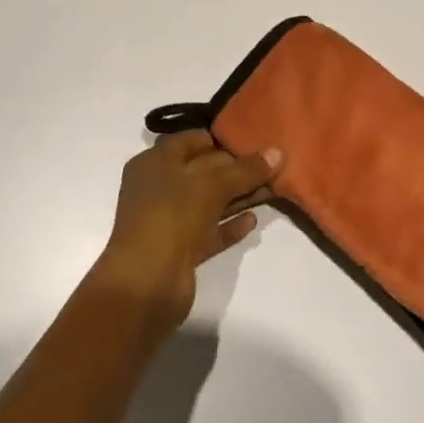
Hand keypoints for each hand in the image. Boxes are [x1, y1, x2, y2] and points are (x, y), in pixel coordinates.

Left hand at [93, 131, 280, 331]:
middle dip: (235, 169)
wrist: (146, 283)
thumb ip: (246, 169)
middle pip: (202, 171)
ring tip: (272, 190)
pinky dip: (229, 225)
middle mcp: (158, 188)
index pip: (190, 141)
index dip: (221, 139)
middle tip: (271, 165)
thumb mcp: (212, 185)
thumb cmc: (171, 216)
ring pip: (208, 202)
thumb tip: (277, 152)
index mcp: (154, 163)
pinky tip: (254, 221)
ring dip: (237, 197)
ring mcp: (167, 221)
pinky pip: (209, 231)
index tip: (254, 141)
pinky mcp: (179, 251)